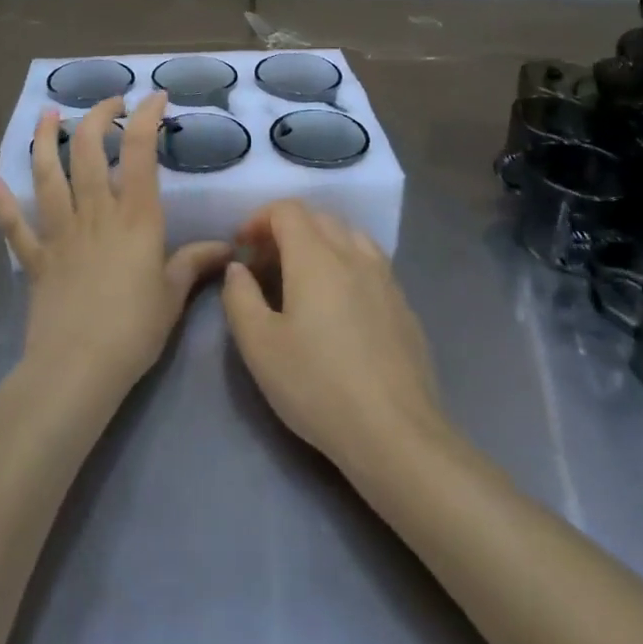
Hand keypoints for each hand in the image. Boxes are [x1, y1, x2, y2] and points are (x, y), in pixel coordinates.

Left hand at [0, 91, 230, 403]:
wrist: (79, 367)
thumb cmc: (135, 329)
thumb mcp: (174, 294)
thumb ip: (195, 262)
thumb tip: (227, 248)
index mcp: (135, 217)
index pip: (140, 152)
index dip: (147, 117)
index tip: (155, 98)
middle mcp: (96, 213)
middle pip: (90, 151)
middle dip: (98, 117)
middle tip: (109, 102)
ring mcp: (61, 233)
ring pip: (48, 175)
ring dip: (45, 140)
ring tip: (48, 114)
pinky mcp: (36, 258)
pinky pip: (14, 226)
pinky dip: (1, 202)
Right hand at [221, 201, 448, 476]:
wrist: (395, 433)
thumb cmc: (317, 386)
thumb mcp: (259, 347)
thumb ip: (240, 298)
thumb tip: (238, 268)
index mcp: (316, 257)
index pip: (287, 210)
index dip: (259, 219)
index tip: (242, 247)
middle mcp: (353, 255)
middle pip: (318, 218)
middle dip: (286, 230)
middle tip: (266, 265)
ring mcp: (385, 278)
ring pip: (349, 236)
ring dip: (320, 243)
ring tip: (303, 279)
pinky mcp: (404, 305)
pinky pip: (370, 263)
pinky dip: (347, 264)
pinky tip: (340, 305)